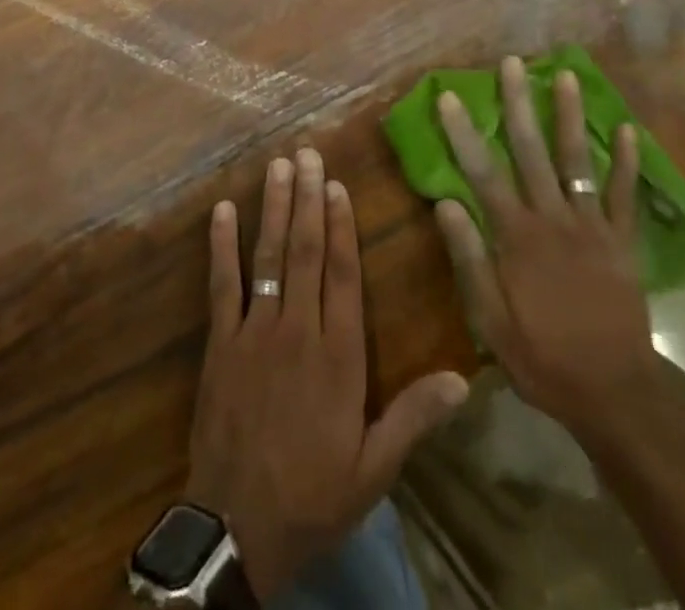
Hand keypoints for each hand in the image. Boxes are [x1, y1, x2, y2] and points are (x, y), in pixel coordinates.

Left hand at [187, 147, 469, 599]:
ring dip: (273, 208)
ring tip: (277, 166)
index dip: (342, 225)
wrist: (237, 529)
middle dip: (307, 198)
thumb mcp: (374, 469)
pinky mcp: (220, 343)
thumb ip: (414, 418)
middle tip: (306, 153)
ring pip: (267, 257)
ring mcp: (254, 332)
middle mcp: (297, 330)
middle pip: (306, 251)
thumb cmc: (313, 495)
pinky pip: (222, 285)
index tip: (337, 184)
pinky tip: (223, 211)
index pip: (343, 274)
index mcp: (338, 355)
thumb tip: (463, 380)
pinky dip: (221, 246)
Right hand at [433, 57, 660, 441]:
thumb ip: (469, 258)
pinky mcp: (621, 241)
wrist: (614, 393)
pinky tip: (627, 129)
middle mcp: (553, 218)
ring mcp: (592, 226)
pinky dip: (626, 161)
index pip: (482, 173)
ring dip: (570, 115)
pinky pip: (623, 194)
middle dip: (519, 103)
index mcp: (516, 236)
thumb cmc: (543, 357)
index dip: (463, 133)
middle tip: (512, 63)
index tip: (449, 97)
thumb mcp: (491, 319)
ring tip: (566, 75)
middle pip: (531, 151)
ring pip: (577, 160)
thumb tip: (446, 202)